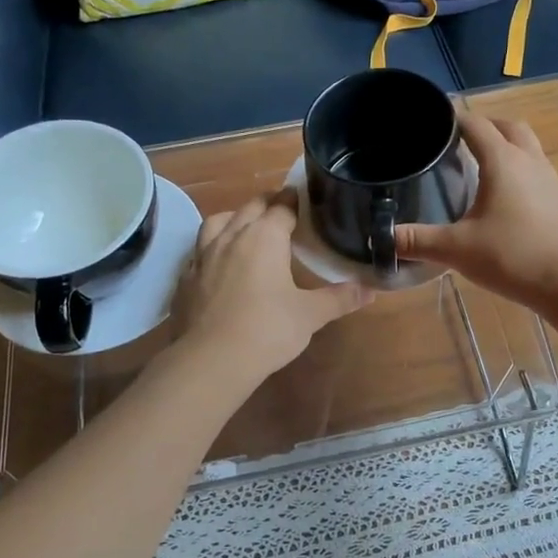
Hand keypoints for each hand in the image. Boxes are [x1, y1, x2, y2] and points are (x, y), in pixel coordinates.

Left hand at [174, 193, 369, 383]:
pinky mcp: (185, 278)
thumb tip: (371, 290)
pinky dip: (212, 248)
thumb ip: (340, 298)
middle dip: (267, 203)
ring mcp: (203, 256)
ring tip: (245, 227)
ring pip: (218, 222)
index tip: (303, 198)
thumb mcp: (311, 315)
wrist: (212, 360)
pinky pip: (199, 251)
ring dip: (234, 218)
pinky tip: (219, 263)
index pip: (282, 207)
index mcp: (264, 238)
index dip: (294, 200)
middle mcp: (232, 237)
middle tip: (282, 208)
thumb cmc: (268, 330)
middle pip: (250, 207)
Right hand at [394, 113, 557, 308]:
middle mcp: (529, 160)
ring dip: (506, 145)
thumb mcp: (456, 249)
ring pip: (527, 146)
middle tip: (460, 140)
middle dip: (484, 126)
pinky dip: (519, 169)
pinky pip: (537, 169)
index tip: (433, 120)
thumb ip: (418, 241)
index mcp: (502, 161)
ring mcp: (550, 179)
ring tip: (481, 164)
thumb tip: (384, 237)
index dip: (453, 117)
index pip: (475, 124)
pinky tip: (506, 196)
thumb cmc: (511, 256)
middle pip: (508, 126)